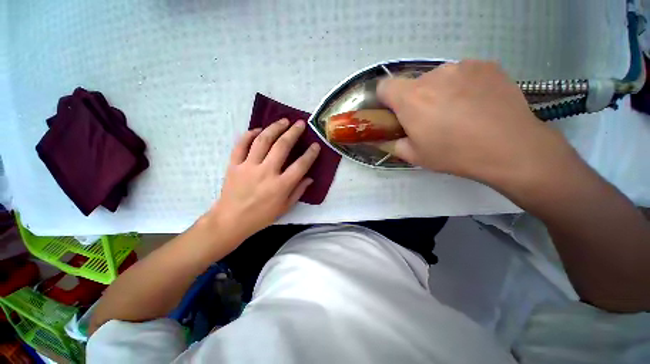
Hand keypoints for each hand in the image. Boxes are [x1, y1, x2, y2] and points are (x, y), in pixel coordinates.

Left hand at [208, 119, 319, 240]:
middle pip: (282, 146)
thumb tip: (310, 178)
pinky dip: (249, 134)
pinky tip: (258, 129)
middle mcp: (266, 172)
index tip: (316, 145)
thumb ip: (298, 191)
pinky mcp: (234, 165)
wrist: (231, 220)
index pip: (300, 165)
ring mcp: (248, 166)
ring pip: (262, 140)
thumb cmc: (261, 216)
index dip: (310, 154)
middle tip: (300, 124)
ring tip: (283, 121)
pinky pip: (241, 145)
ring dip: (274, 128)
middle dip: (293, 132)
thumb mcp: (285, 207)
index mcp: (281, 186)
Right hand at [377, 60, 576, 188]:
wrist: (511, 148)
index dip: (386, 100)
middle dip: (415, 100)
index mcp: (411, 99)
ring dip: (439, 92)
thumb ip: (393, 144)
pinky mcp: (485, 65)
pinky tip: (477, 104)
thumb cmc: (455, 154)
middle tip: (430, 120)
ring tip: (458, 112)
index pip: (384, 87)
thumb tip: (387, 139)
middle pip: (413, 84)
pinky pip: (462, 73)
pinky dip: (462, 86)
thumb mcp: (415, 156)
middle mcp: (433, 75)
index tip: (395, 113)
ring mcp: (462, 66)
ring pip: (438, 78)